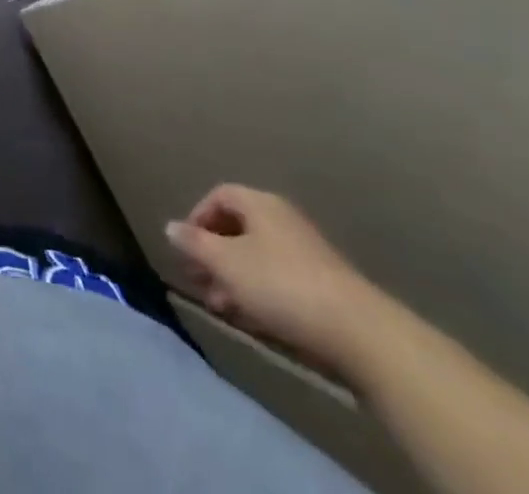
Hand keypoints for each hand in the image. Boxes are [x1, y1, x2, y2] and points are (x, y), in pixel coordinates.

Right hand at [166, 184, 388, 375]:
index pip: (219, 196)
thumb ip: (194, 243)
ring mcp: (305, 251)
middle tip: (198, 279)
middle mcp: (282, 219)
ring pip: (257, 256)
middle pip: (238, 227)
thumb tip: (170, 227)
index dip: (197, 217)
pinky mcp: (322, 285)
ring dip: (232, 277)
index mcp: (259, 203)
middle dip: (213, 252)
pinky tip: (250, 317)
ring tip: (219, 305)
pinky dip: (257, 292)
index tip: (186, 246)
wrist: (358, 332)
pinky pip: (278, 278)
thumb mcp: (226, 263)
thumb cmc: (281, 284)